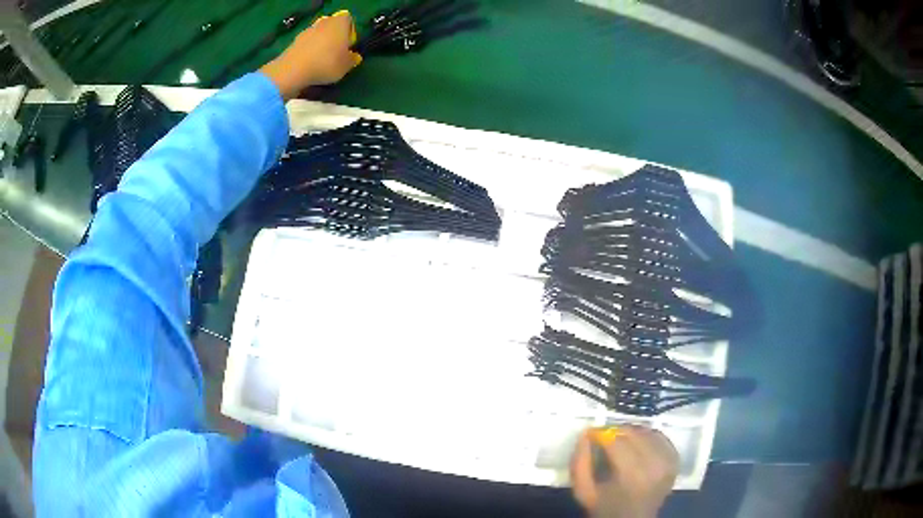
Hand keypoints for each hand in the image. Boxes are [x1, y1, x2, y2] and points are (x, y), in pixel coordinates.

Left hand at [261, 10, 362, 99]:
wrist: (293, 70)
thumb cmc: (326, 64)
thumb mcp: (346, 66)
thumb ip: (352, 59)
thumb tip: (354, 57)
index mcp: (340, 23)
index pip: (348, 21)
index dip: (349, 32)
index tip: (348, 46)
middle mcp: (324, 22)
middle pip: (332, 27)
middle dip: (334, 37)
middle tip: (336, 53)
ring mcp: (307, 30)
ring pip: (319, 35)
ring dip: (321, 44)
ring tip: (321, 62)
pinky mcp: (294, 41)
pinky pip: (307, 44)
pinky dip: (309, 51)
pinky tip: (309, 65)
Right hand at [570, 426, 678, 517]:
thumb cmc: (606, 508)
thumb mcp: (584, 492)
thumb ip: (580, 464)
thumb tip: (585, 434)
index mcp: (632, 475)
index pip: (616, 441)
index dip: (601, 434)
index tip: (590, 435)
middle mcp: (656, 464)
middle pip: (634, 433)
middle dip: (616, 432)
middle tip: (604, 438)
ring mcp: (669, 461)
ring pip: (647, 432)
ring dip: (631, 433)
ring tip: (620, 443)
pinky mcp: (675, 459)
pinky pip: (660, 437)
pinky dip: (647, 436)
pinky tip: (637, 445)